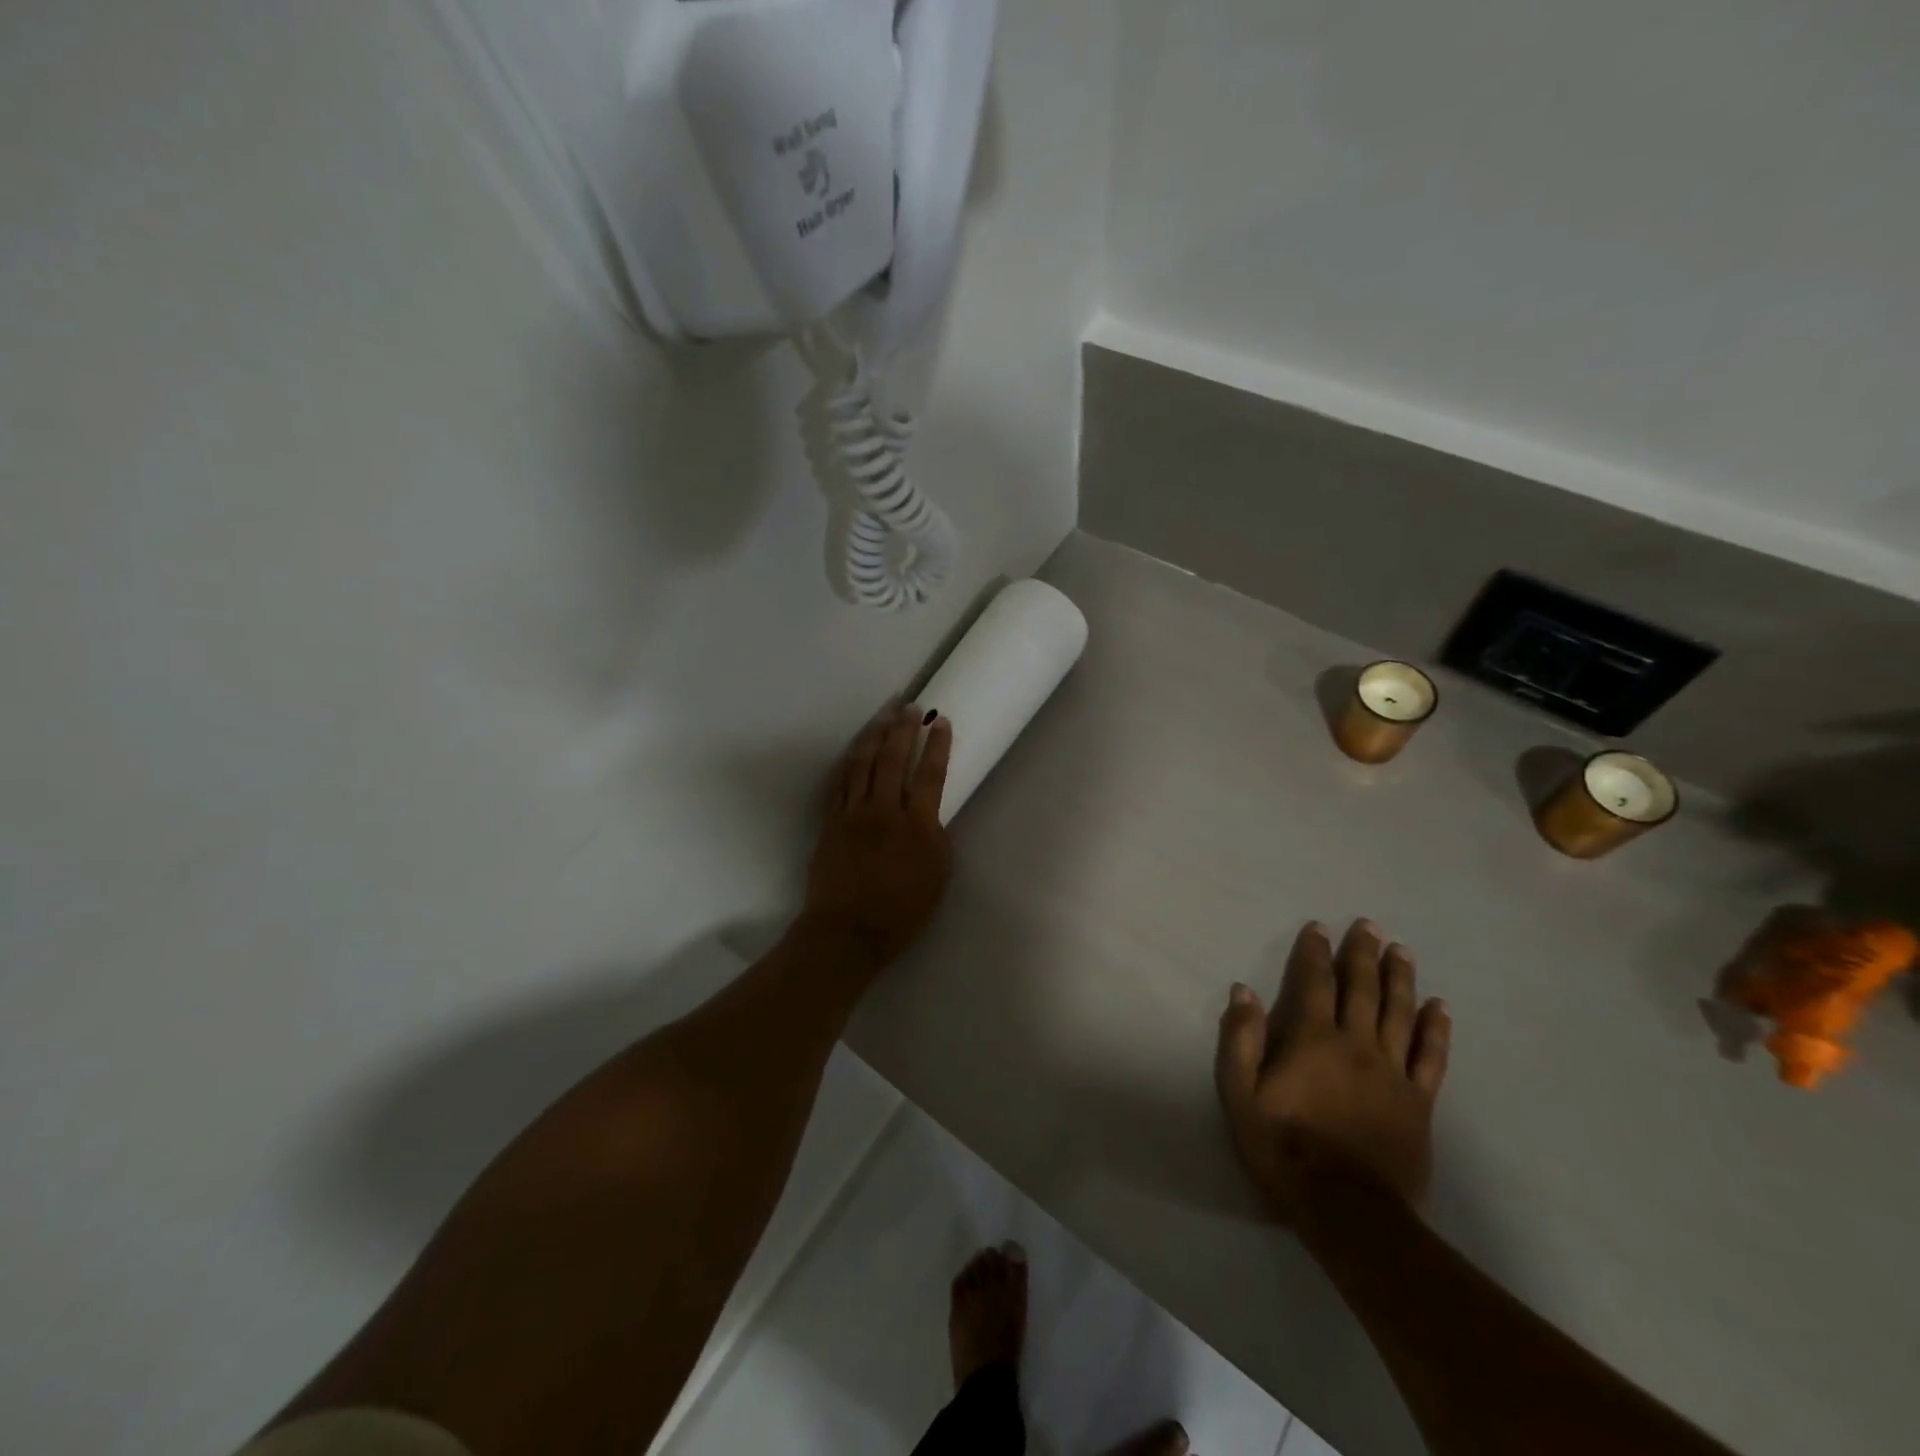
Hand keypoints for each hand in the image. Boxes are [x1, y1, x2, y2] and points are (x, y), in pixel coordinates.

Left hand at [800, 703, 954, 966]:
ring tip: (884, 716)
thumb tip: (930, 813)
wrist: (847, 932)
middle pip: (893, 759)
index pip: (930, 774)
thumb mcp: (937, 876)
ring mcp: (853, 814)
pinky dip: (850, 762)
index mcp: (917, 825)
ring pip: (863, 764)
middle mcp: (884, 811)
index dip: (937, 745)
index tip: (941, 721)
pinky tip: (855, 750)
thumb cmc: (901, 912)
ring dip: (875, 736)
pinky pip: (840, 783)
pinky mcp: (831, 822)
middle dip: (904, 729)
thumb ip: (936, 837)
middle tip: (910, 706)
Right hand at [1214, 919, 1450, 1222]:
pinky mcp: (1418, 1101)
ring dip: (1400, 977)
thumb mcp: (1241, 1095)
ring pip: (1399, 1012)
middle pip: (1362, 988)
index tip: (1318, 927)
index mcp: (1312, 1039)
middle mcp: (1356, 1044)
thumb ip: (1241, 1040)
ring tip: (1401, 950)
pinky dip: (1435, 1028)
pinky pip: (1431, 1055)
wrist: (1346, 1209)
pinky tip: (1439, 1006)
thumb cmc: (1284, 1147)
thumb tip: (1243, 990)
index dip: (1315, 952)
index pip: (1314, 982)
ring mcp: (1392, 1071)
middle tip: (1369, 925)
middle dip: (1362, 953)